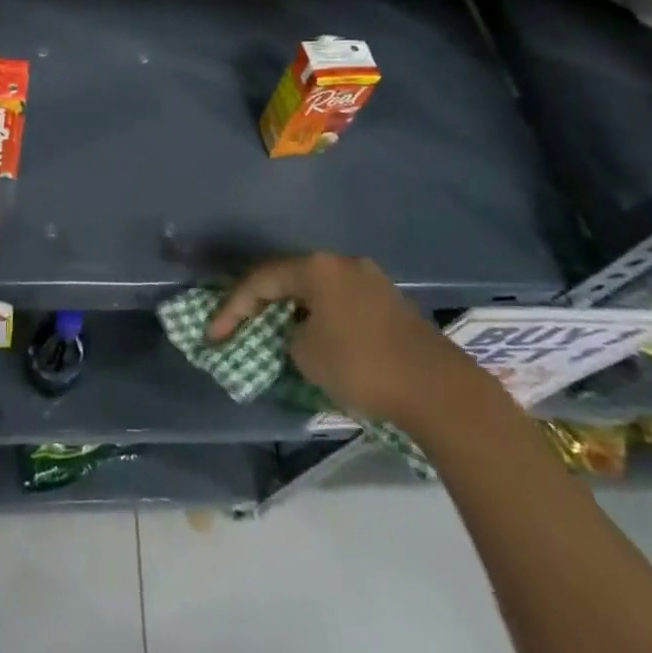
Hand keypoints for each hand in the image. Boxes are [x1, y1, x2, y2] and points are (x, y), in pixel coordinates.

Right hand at [208, 252, 477, 428]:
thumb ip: (289, 336)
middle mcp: (342, 264)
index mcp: (317, 267)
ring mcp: (371, 281)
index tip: (214, 336)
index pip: (261, 280)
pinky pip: (342, 305)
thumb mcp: (306, 354)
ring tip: (276, 336)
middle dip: (263, 304)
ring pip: (318, 291)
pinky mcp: (391, 304)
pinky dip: (322, 319)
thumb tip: (300, 334)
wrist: (437, 389)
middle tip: (241, 327)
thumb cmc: (361, 365)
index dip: (233, 307)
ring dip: (294, 312)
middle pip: (290, 278)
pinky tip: (317, 341)